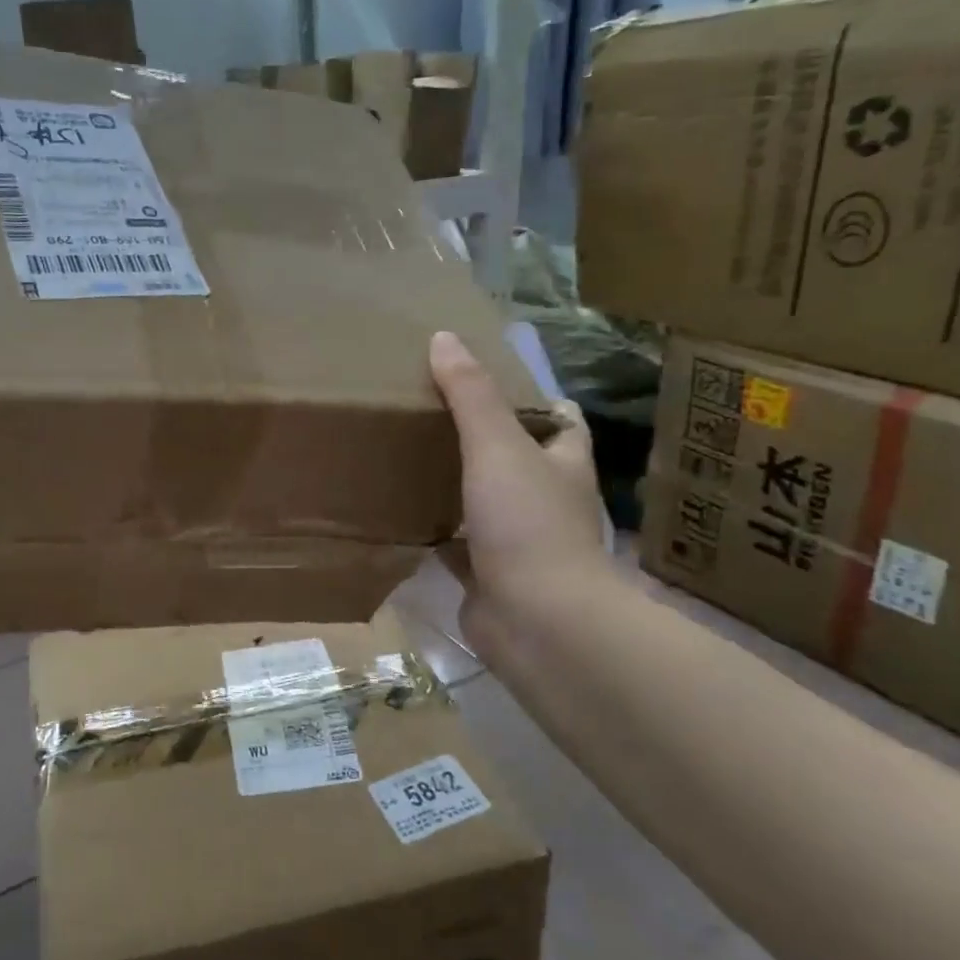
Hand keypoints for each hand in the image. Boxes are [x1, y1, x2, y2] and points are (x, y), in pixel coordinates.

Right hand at [429, 331, 609, 635]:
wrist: (538, 622)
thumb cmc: (528, 524)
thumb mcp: (497, 446)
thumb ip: (470, 394)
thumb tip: (443, 338)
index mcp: (562, 464)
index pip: (559, 420)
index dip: (530, 398)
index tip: (483, 381)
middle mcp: (546, 500)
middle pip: (517, 459)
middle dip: (481, 439)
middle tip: (428, 413)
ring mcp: (519, 542)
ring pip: (484, 503)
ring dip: (455, 486)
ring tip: (406, 456)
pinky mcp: (489, 576)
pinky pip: (456, 545)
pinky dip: (433, 533)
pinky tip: (397, 514)